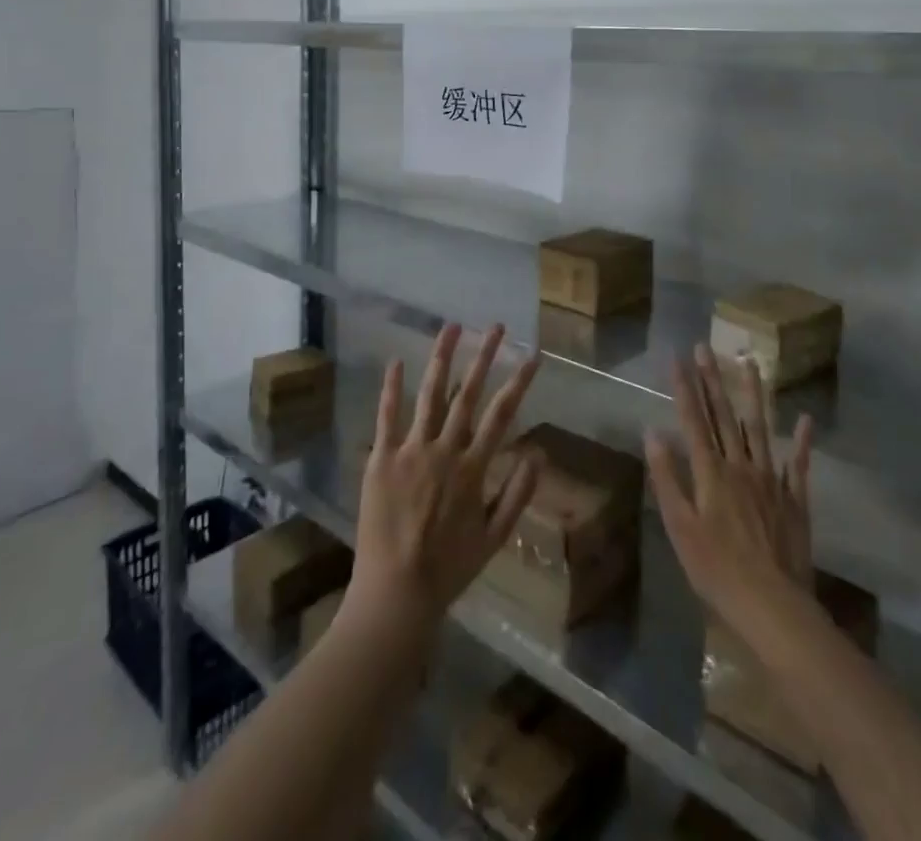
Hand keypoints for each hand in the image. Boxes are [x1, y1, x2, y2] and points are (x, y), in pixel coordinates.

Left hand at [344, 323, 541, 640]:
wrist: (396, 593)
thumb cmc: (449, 568)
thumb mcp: (494, 537)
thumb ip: (517, 494)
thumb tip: (539, 453)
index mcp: (473, 468)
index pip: (502, 414)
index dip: (518, 383)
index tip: (532, 356)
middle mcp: (444, 450)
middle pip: (467, 394)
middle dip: (483, 357)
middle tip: (495, 327)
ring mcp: (411, 451)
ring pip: (429, 395)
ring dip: (441, 359)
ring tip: (451, 327)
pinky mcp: (381, 458)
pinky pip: (387, 417)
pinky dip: (392, 388)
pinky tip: (397, 361)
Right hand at [645, 345, 814, 625]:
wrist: (772, 606)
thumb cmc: (716, 570)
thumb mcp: (679, 527)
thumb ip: (667, 477)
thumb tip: (652, 432)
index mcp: (710, 472)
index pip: (693, 420)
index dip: (684, 388)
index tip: (678, 357)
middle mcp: (741, 466)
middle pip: (724, 415)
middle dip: (712, 379)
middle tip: (706, 347)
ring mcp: (771, 480)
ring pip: (760, 428)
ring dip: (753, 394)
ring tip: (750, 363)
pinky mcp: (795, 499)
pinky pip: (799, 464)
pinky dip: (802, 441)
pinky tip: (805, 419)